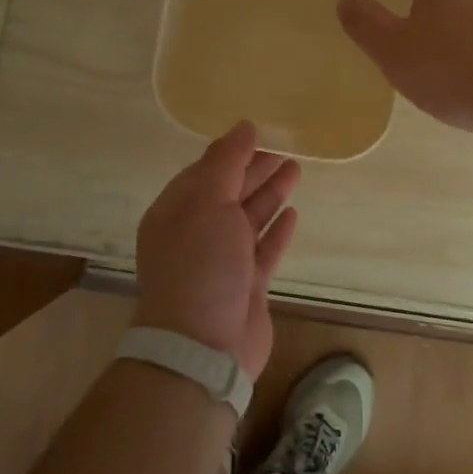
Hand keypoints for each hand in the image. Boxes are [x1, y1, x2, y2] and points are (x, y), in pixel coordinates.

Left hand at [135, 121, 299, 380]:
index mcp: (177, 211)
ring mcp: (221, 262)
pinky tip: (293, 214)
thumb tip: (244, 126)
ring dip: (270, 194)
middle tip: (286, 148)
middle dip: (255, 170)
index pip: (205, 171)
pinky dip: (277, 231)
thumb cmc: (200, 266)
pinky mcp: (246, 286)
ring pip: (249, 219)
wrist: (202, 347)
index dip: (233, 152)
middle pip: (229, 192)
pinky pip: (263, 250)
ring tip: (296, 170)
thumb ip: (226, 163)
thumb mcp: (207, 203)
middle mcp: (196, 233)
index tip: (262, 132)